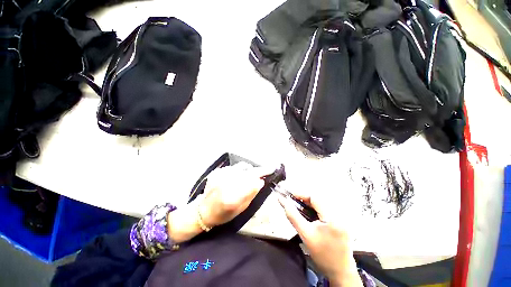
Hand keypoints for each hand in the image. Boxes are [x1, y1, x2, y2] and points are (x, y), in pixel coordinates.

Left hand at [199, 163, 272, 227]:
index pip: (252, 179)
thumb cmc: (224, 214)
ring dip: (247, 170)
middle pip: (248, 171)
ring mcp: (221, 175)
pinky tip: (235, 178)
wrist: (203, 211)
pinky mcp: (217, 171)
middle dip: (257, 171)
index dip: (263, 172)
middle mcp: (226, 183)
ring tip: (247, 177)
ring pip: (241, 167)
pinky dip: (238, 171)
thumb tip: (260, 181)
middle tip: (261, 174)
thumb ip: (252, 194)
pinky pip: (233, 167)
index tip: (271, 169)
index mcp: (233, 196)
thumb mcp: (241, 209)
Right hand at [279, 191, 362, 286]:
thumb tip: (283, 201)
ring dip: (309, 204)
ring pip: (322, 204)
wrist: (340, 272)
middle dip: (304, 199)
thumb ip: (293, 216)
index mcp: (332, 217)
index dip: (301, 194)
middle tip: (294, 202)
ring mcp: (342, 218)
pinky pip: (326, 210)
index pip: (315, 197)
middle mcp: (339, 215)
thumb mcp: (305, 235)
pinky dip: (315, 210)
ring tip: (300, 208)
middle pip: (319, 199)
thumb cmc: (323, 255)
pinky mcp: (341, 222)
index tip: (290, 196)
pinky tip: (310, 215)